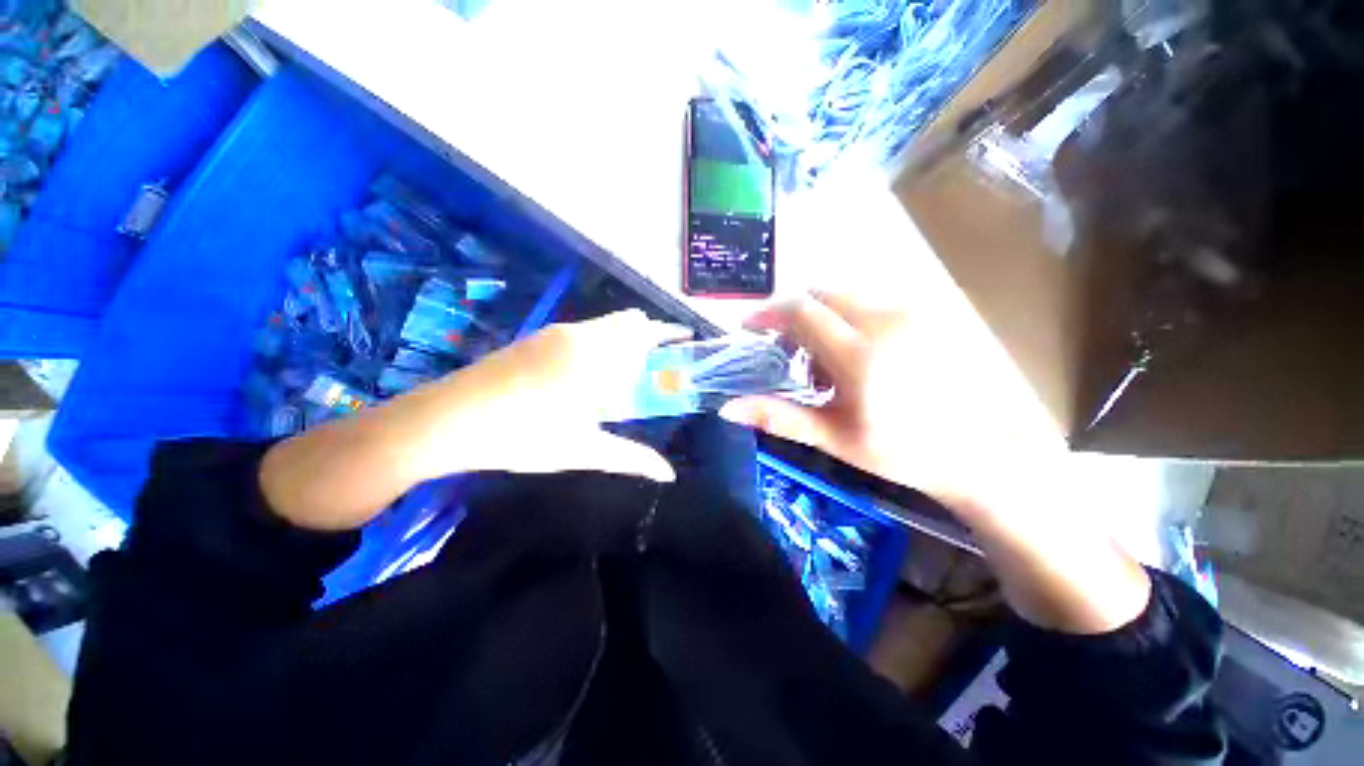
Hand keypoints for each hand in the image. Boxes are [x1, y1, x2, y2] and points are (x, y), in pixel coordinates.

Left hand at [404, 309, 688, 482]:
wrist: (448, 419)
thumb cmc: (523, 436)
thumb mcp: (583, 450)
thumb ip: (631, 458)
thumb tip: (668, 474)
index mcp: (598, 357)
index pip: (646, 332)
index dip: (671, 333)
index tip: (687, 339)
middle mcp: (580, 335)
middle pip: (628, 322)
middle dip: (650, 336)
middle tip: (660, 365)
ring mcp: (555, 333)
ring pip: (604, 325)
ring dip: (625, 339)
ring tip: (629, 372)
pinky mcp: (537, 338)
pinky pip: (584, 331)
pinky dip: (602, 342)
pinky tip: (591, 373)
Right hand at [722, 292, 1150, 633]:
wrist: (982, 453)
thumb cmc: (902, 452)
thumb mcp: (833, 437)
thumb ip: (778, 416)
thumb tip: (727, 409)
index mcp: (859, 354)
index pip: (799, 311)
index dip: (767, 314)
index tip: (750, 328)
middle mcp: (886, 320)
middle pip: (820, 294)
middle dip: (794, 316)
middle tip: (790, 353)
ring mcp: (912, 312)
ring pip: (845, 297)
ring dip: (822, 319)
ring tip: (828, 363)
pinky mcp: (929, 313)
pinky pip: (871, 302)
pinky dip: (849, 320)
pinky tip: (859, 356)